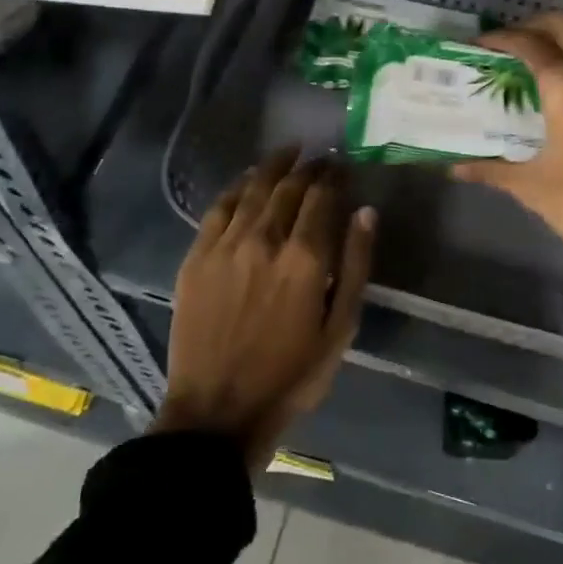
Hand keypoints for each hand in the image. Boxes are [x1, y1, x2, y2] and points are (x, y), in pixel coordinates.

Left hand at [156, 147, 375, 469]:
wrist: (218, 411)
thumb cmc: (291, 375)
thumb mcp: (340, 328)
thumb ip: (355, 265)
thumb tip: (366, 212)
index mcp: (305, 258)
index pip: (322, 198)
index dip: (334, 177)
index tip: (342, 167)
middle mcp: (265, 239)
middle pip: (289, 187)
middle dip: (308, 167)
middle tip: (320, 158)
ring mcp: (226, 245)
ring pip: (253, 189)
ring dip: (274, 166)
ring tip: (289, 152)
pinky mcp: (197, 256)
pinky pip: (219, 208)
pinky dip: (237, 187)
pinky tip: (247, 180)